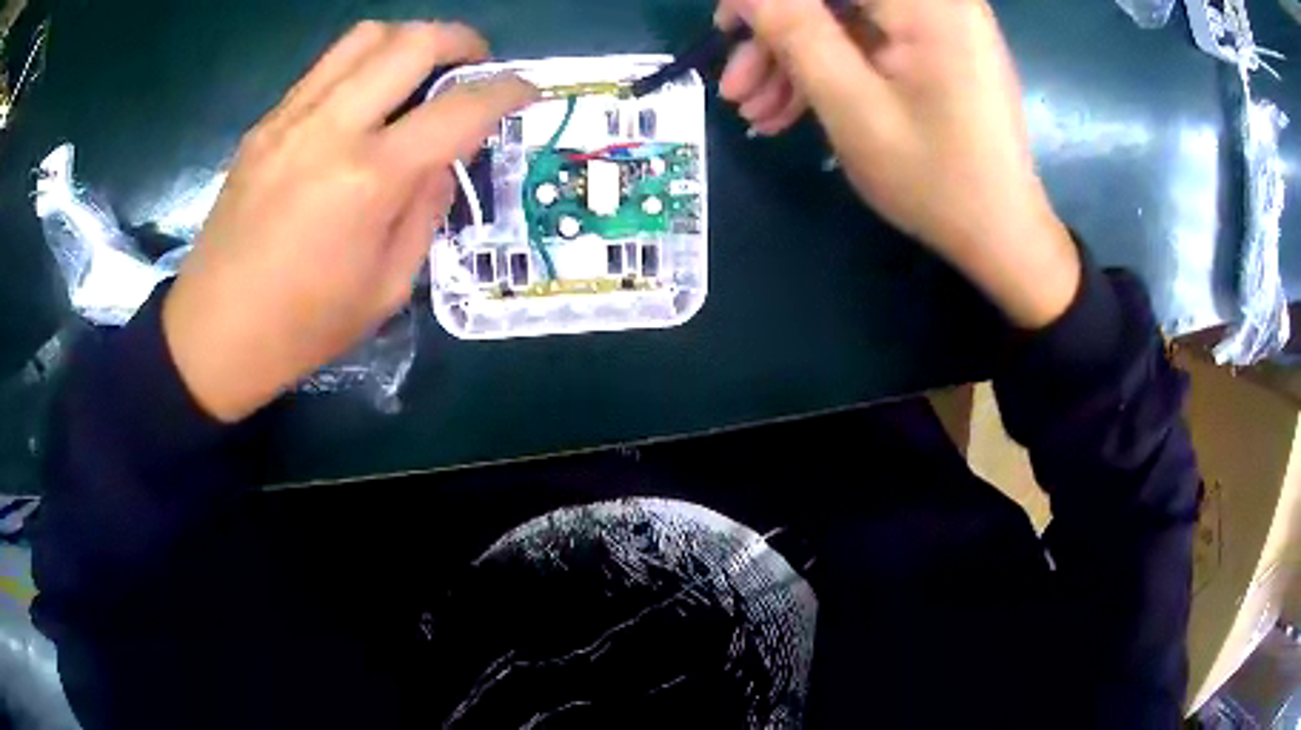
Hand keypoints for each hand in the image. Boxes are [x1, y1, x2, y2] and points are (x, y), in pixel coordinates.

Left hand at [163, 22, 536, 422]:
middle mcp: (333, 129)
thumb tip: (441, 161)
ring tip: (420, 68)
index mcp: (371, 180)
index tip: (526, 89)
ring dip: (409, 40)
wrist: (213, 334)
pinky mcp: (265, 124)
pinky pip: (326, 67)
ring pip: (365, 37)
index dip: (507, 91)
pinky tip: (365, 98)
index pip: (460, 109)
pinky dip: (362, 65)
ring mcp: (292, 118)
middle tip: (476, 63)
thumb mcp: (387, 288)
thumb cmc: (302, 328)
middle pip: (413, 42)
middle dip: (462, 41)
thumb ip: (425, 212)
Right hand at [717, 0, 1079, 328]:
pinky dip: (828, 70)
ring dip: (794, 59)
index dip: (767, 1)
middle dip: (777, 34)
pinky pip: (866, 42)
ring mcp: (936, 23)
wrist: (1000, 235)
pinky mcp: (934, 48)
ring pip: (843, 19)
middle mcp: (935, 0)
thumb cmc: (935, 178)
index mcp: (925, 2)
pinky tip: (791, 109)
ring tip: (755, 112)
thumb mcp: (852, 104)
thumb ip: (793, 32)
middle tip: (734, 84)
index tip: (727, 31)